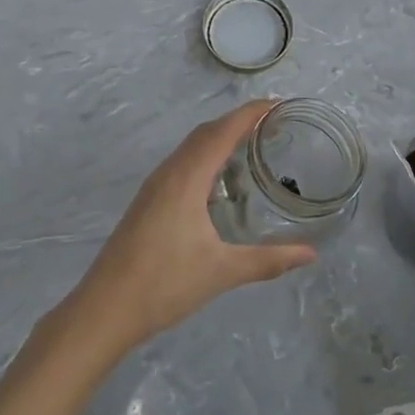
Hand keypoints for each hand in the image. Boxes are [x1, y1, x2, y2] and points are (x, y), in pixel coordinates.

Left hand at [66, 101, 316, 354]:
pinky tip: (219, 181)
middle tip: (273, 126)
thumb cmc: (164, 284)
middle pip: (206, 132)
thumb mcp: (222, 272)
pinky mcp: (148, 201)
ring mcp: (154, 186)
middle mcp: (169, 173)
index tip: (279, 105)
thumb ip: (268, 260)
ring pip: (190, 147)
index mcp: (187, 178)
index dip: (250, 113)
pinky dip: (205, 156)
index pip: (223, 131)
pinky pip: (181, 163)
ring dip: (220, 137)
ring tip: (252, 146)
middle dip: (238, 121)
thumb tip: (310, 254)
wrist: (105, 309)